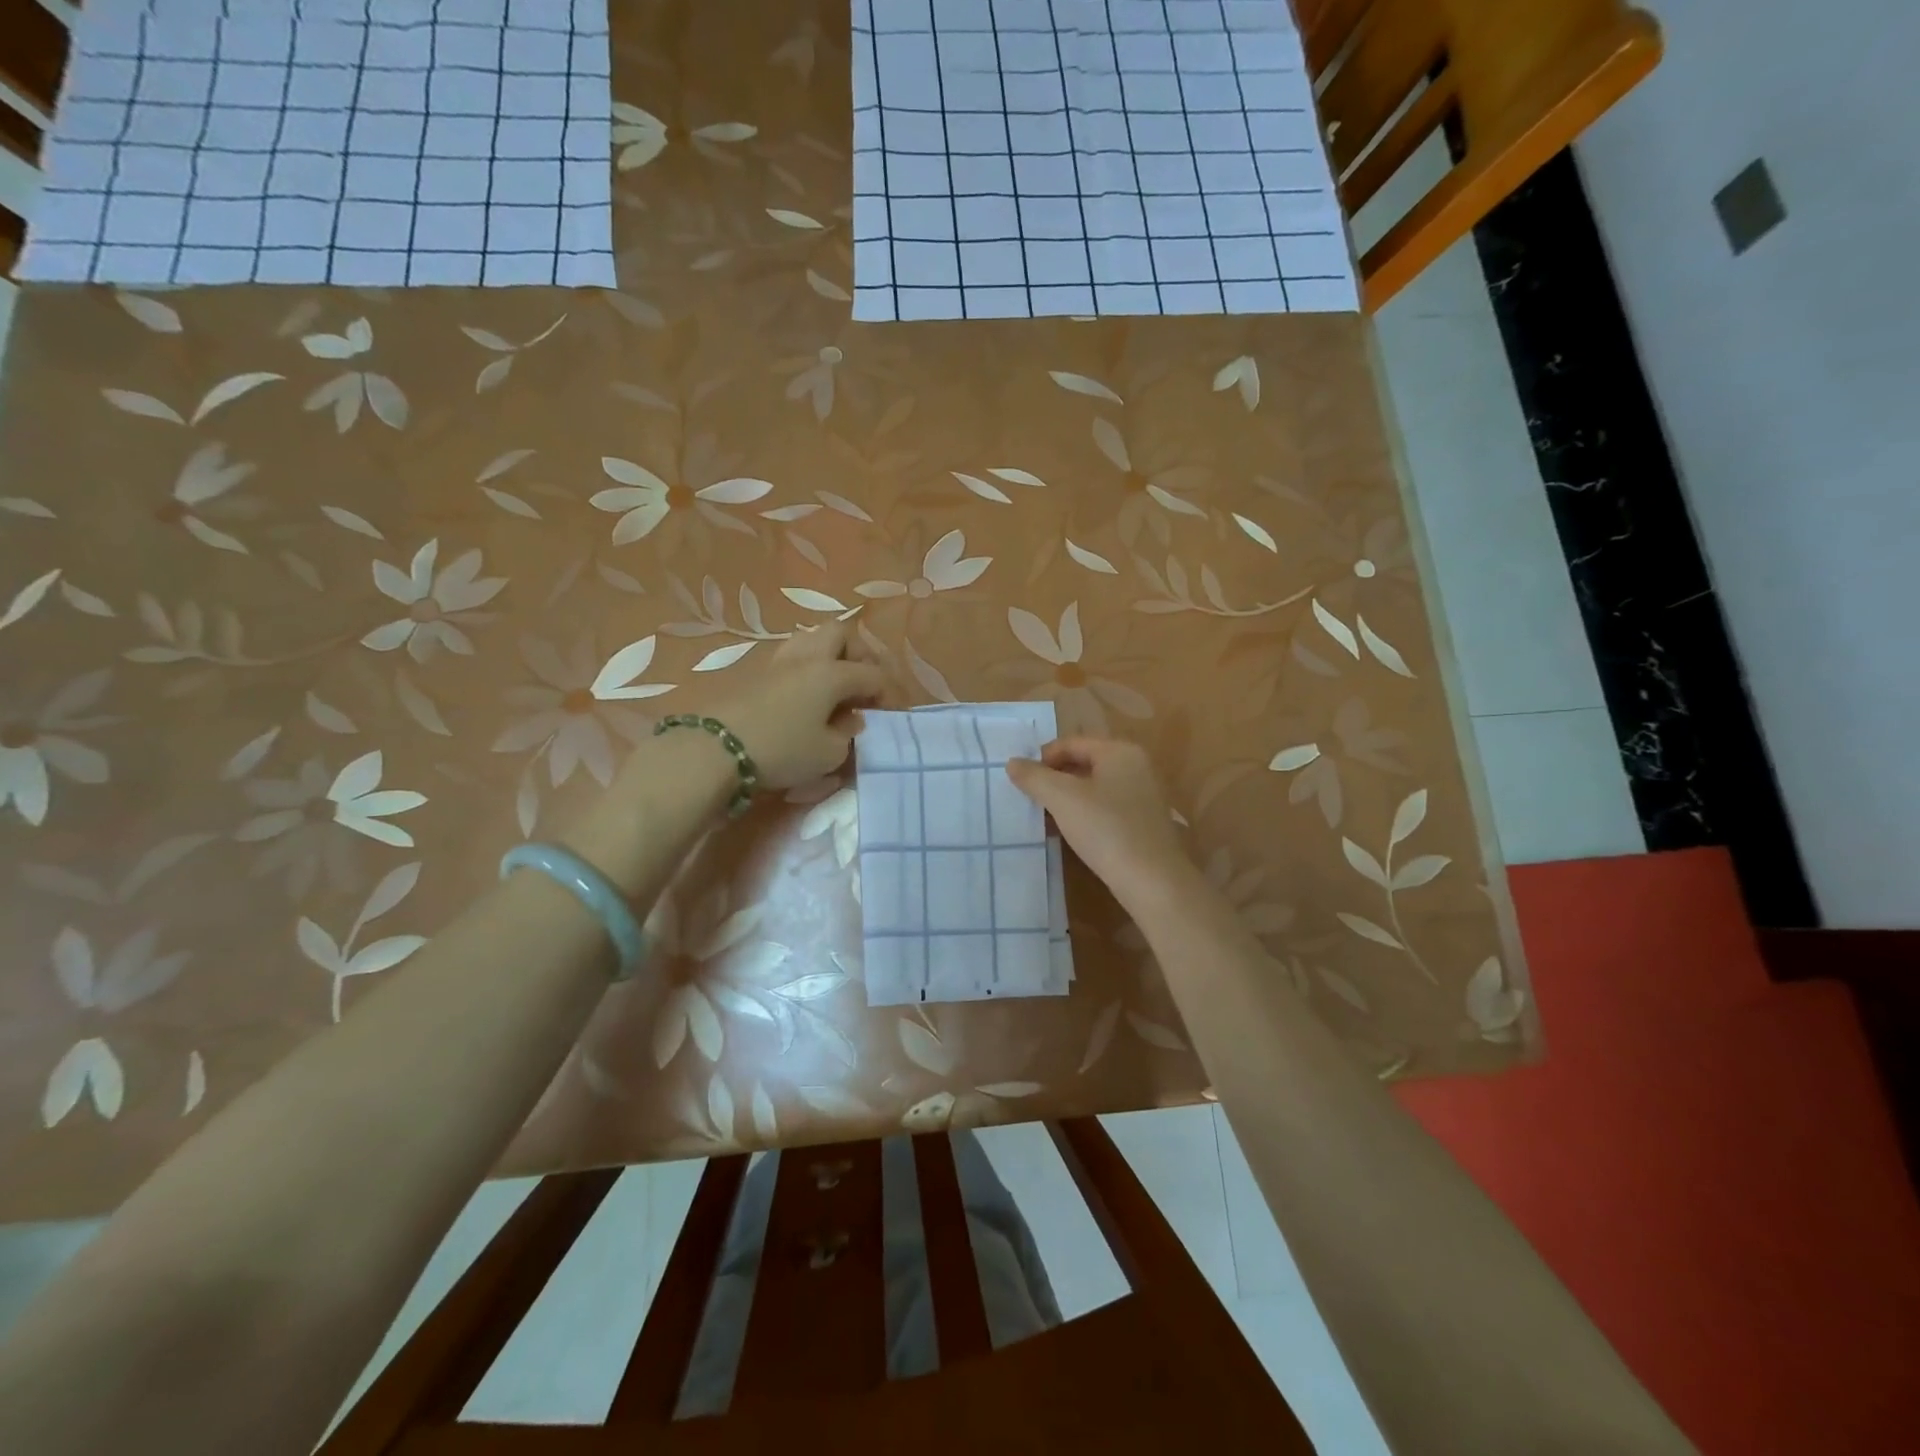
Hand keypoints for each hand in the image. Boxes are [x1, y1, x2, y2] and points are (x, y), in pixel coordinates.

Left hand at [703, 622, 886, 790]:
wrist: (716, 749)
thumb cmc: (782, 750)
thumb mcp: (828, 754)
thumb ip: (847, 736)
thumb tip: (850, 722)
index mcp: (832, 674)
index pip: (872, 674)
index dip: (888, 692)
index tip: (891, 714)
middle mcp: (808, 659)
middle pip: (840, 634)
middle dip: (859, 654)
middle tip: (863, 684)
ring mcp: (778, 663)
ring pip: (811, 639)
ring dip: (829, 656)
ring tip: (834, 686)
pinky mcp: (755, 676)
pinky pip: (790, 659)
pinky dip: (806, 670)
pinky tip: (806, 695)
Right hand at [1005, 737, 1191, 907]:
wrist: (1153, 882)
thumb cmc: (1106, 830)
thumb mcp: (1062, 799)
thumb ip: (1035, 777)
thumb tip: (1013, 762)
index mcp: (1120, 751)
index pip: (1071, 743)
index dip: (1042, 758)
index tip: (1020, 781)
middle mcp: (1137, 766)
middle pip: (1084, 763)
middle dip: (1054, 779)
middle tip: (1030, 799)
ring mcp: (1144, 795)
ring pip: (1095, 787)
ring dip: (1067, 799)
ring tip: (1045, 818)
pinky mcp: (1144, 822)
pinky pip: (1107, 808)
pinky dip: (1085, 814)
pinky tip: (1070, 833)